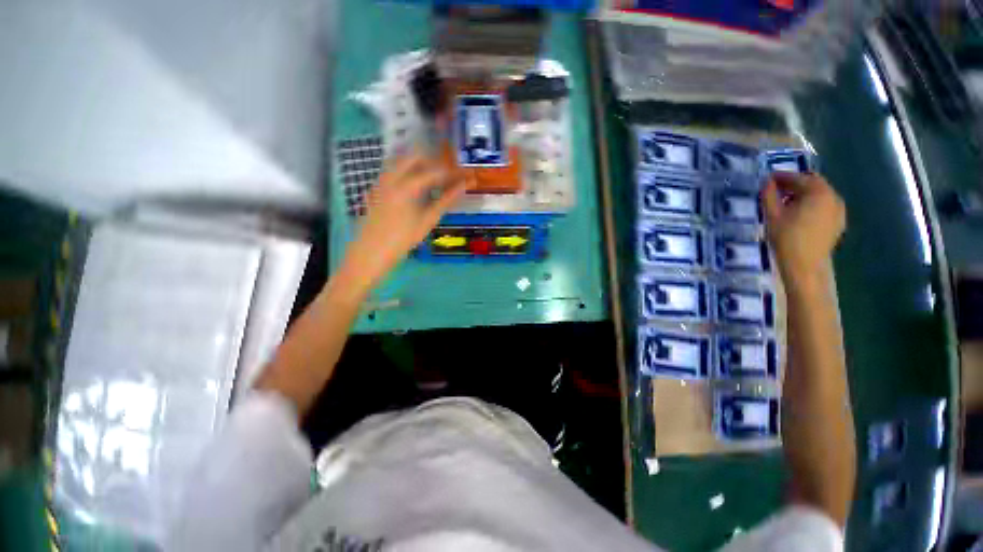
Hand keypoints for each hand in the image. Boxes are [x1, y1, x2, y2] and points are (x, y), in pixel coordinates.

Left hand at [339, 154, 470, 295]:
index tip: (462, 175)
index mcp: (407, 186)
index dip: (450, 172)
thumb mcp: (428, 220)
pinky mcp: (376, 187)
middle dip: (432, 162)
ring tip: (433, 179)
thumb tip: (463, 187)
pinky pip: (393, 170)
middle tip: (446, 174)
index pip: (434, 171)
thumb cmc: (403, 239)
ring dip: (418, 165)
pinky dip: (407, 172)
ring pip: (401, 161)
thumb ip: (446, 201)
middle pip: (414, 157)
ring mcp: (381, 180)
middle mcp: (392, 177)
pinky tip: (414, 187)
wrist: (371, 251)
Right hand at [762, 172, 845, 285]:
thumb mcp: (772, 215)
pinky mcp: (838, 222)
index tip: (767, 179)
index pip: (799, 177)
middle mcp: (833, 197)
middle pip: (813, 183)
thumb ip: (769, 195)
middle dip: (794, 184)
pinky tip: (798, 214)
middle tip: (775, 189)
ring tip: (785, 203)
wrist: (804, 266)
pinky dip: (811, 204)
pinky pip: (824, 206)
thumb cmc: (786, 239)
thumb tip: (767, 182)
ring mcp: (839, 210)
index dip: (782, 176)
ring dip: (802, 194)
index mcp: (819, 192)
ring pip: (819, 195)